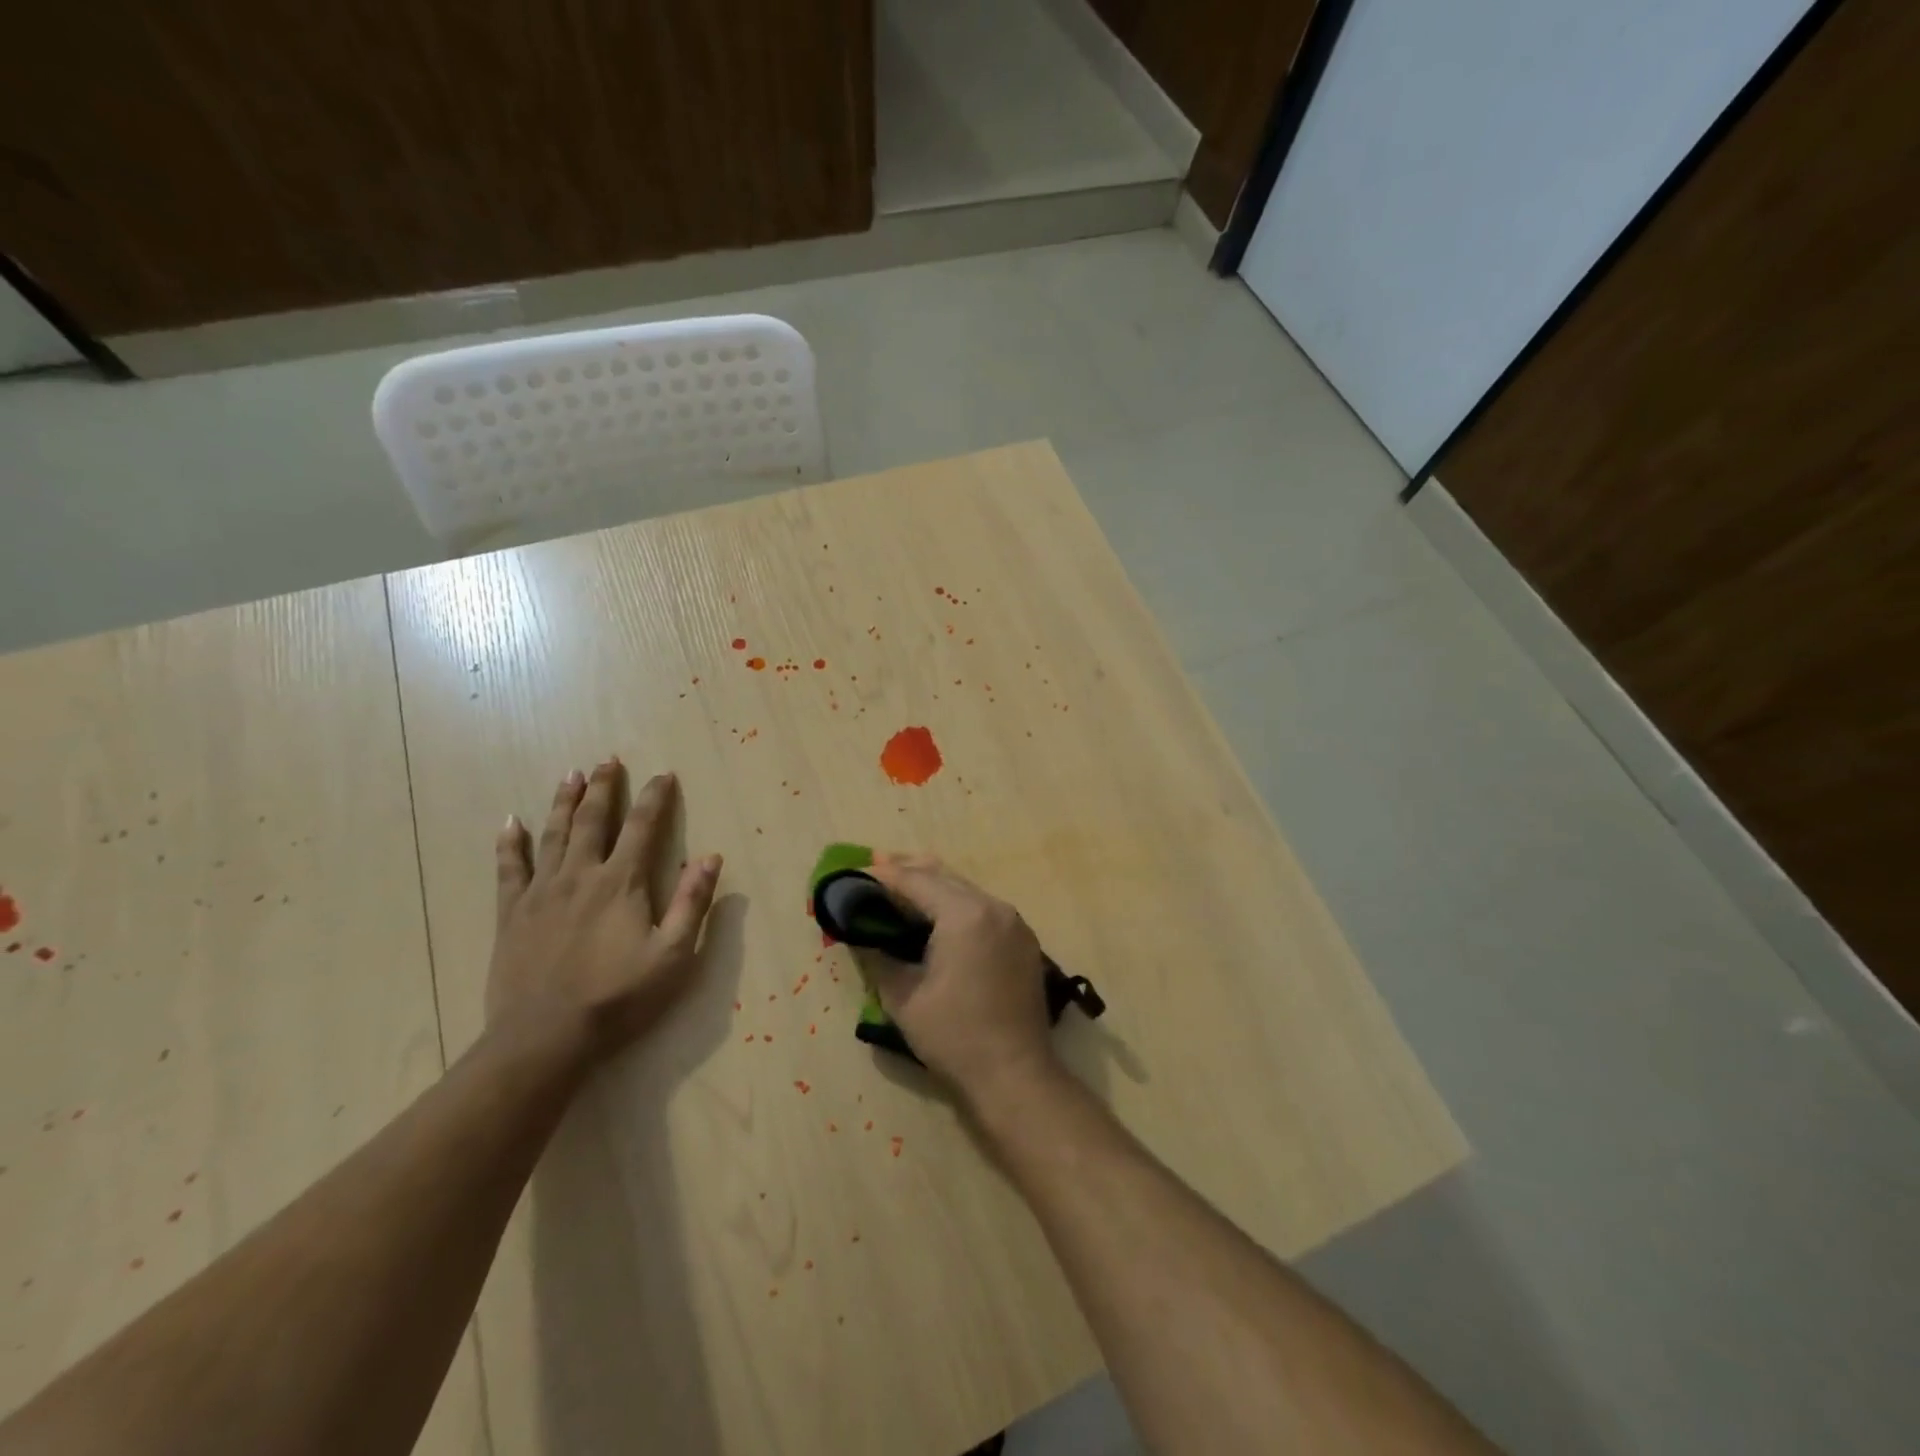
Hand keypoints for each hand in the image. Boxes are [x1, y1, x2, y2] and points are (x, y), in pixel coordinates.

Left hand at [487, 760, 721, 1065]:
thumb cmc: (618, 998)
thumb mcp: (673, 955)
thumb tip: (710, 857)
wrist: (545, 1038)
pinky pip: (509, 868)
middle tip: (608, 760)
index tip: (664, 775)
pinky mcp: (511, 913)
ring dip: (564, 802)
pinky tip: (509, 822)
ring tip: (571, 775)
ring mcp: (541, 892)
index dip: (655, 798)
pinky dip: (509, 843)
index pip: (643, 827)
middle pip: (593, 820)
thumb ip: (692, 903)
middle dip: (604, 788)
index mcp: (622, 883)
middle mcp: (581, 875)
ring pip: (553, 835)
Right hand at [864, 854, 1056, 1100]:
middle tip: (875, 869)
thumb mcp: (903, 998)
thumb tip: (860, 935)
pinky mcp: (1023, 940)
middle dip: (909, 871)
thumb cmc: (954, 1037)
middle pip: (944, 877)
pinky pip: (983, 909)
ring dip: (934, 887)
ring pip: (966, 890)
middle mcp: (994, 907)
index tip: (856, 872)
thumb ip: (878, 958)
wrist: (1015, 1074)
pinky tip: (937, 917)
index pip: (917, 881)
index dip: (884, 875)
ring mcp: (1014, 922)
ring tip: (901, 888)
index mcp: (965, 915)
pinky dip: (956, 905)